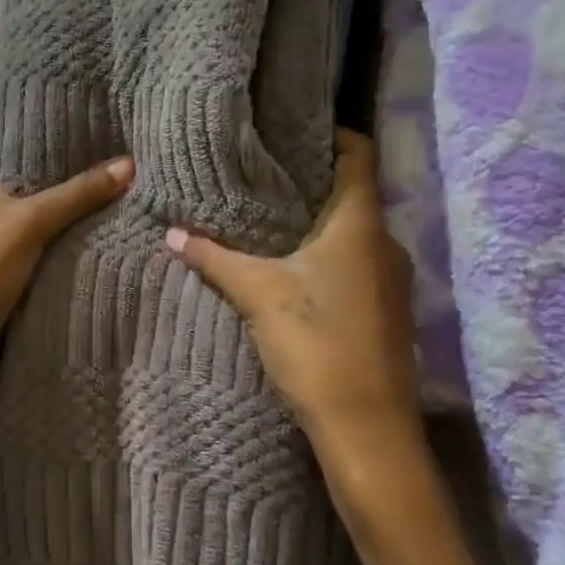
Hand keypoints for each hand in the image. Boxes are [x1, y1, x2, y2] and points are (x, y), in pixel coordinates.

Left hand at [0, 96, 134, 407]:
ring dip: (48, 172)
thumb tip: (129, 164)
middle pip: (0, 147)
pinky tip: (89, 205)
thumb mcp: (29, 222)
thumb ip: (77, 193)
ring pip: (19, 185)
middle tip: (81, 107)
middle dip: (34, 128)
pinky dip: (55, 210)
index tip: (31, 71)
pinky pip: (32, 220)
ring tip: (94, 147)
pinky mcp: (1, 255)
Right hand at [164, 130, 421, 450]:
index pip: (359, 153)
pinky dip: (328, 254)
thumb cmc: (316, 344)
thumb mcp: (257, 293)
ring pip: (354, 230)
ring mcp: (392, 279)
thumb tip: (172, 232)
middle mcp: (386, 242)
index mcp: (361, 223)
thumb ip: (214, 258)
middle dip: (310, 180)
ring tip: (268, 217)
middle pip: (353, 191)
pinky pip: (357, 262)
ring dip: (317, 221)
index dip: (330, 134)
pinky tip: (292, 267)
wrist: (367, 431)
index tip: (289, 132)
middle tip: (262, 173)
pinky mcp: (386, 310)